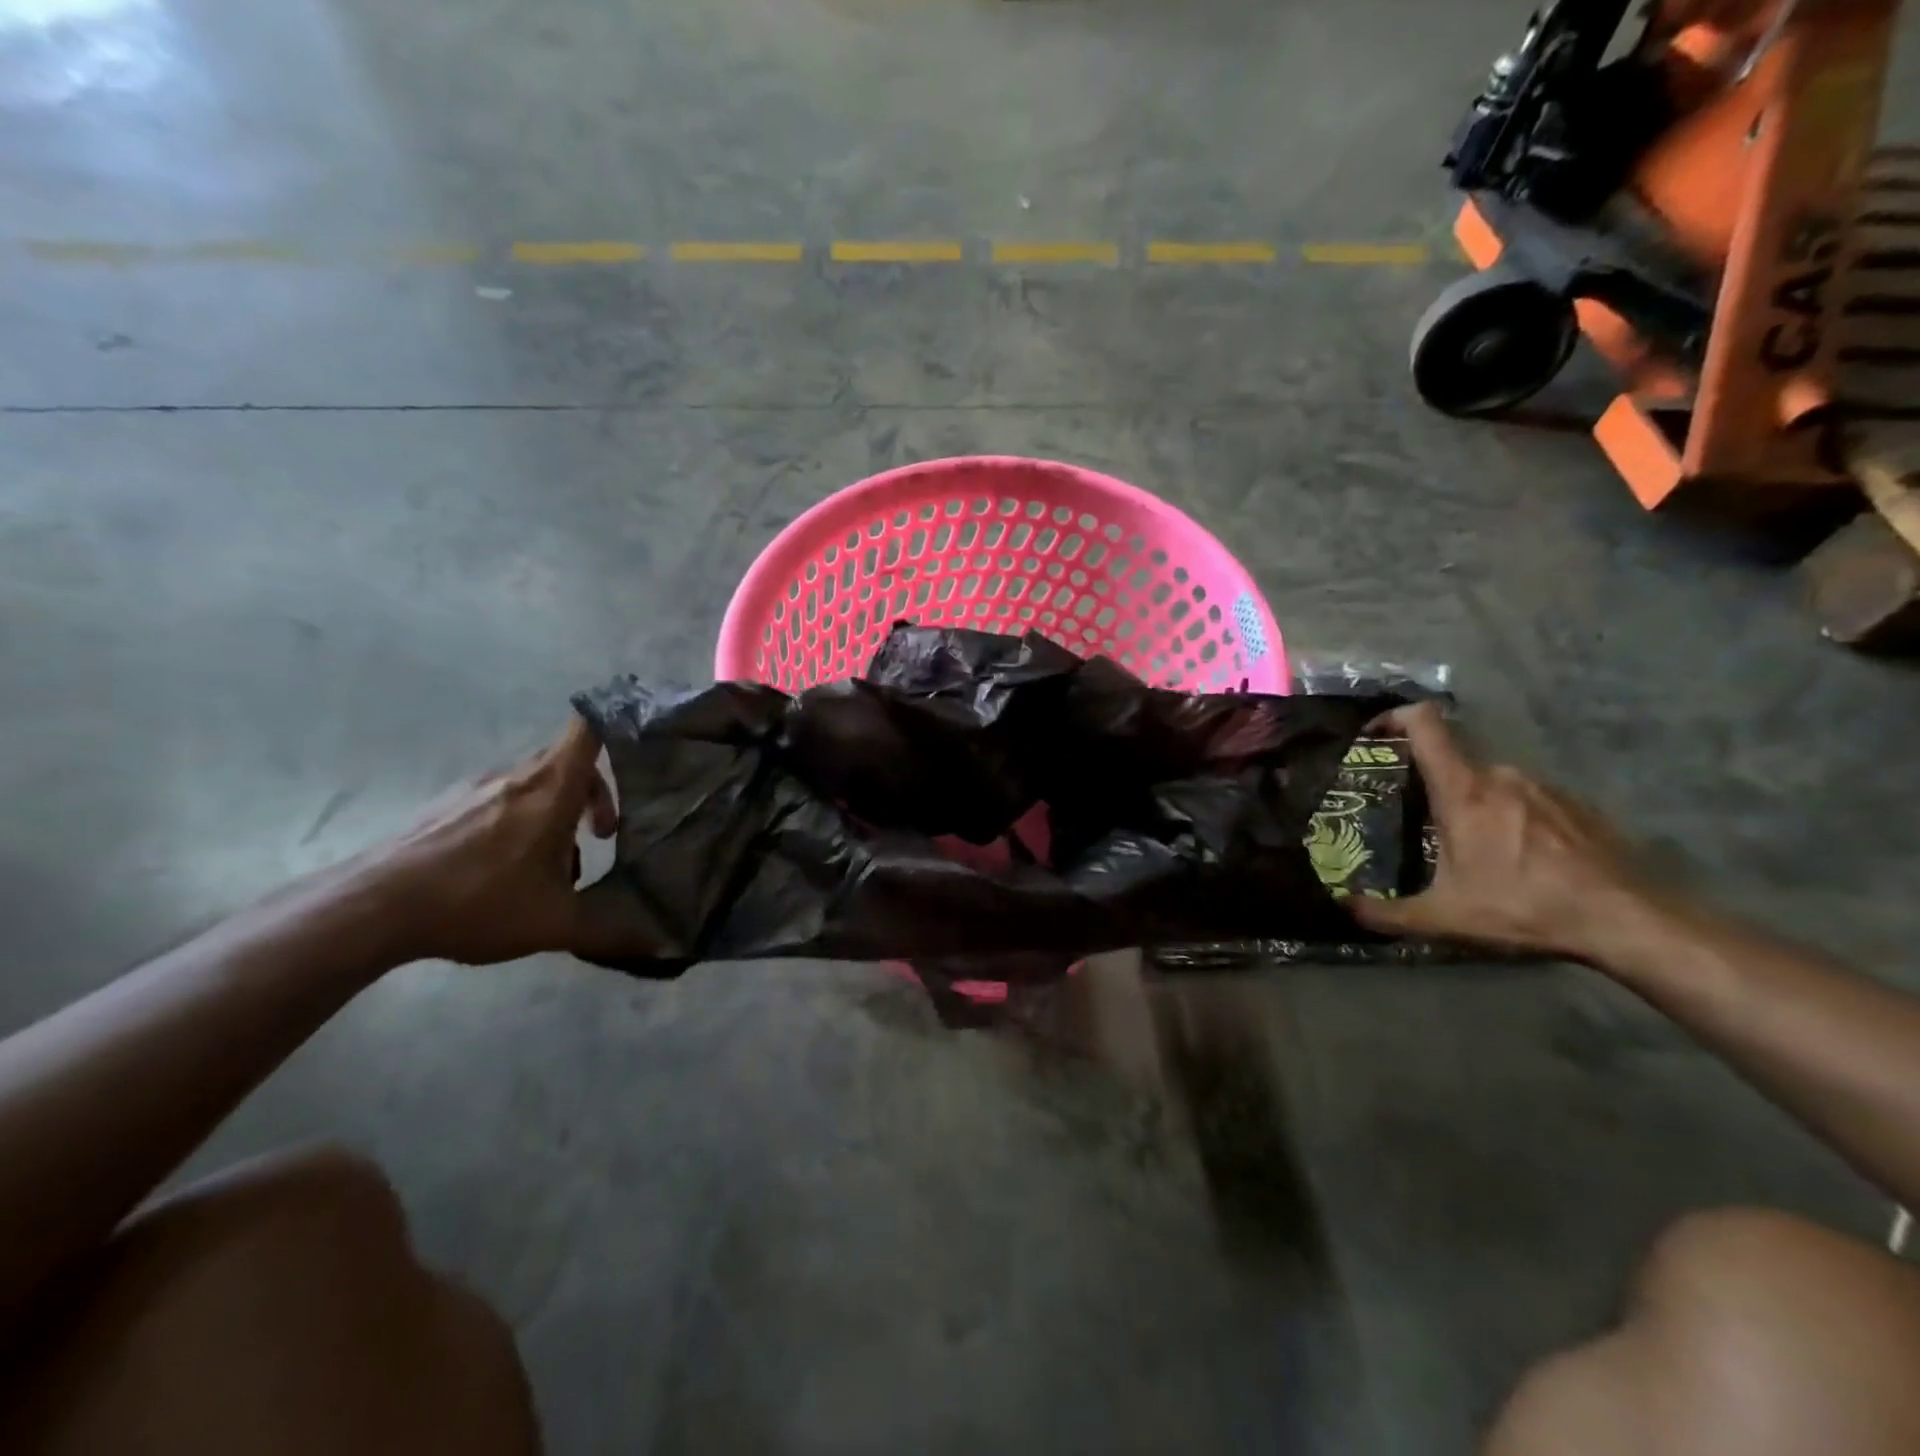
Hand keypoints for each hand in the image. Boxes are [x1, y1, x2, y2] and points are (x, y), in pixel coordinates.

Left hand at [360, 717, 618, 965]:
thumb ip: (610, 928)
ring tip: (552, 865)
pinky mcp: (445, 806)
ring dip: (555, 813)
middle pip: (567, 759)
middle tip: (600, 835)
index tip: (634, 739)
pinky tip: (504, 869)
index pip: (587, 730)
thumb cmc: (478, 901)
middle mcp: (516, 777)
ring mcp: (476, 789)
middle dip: (593, 791)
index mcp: (551, 789)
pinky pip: (499, 799)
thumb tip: (659, 943)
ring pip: (533, 783)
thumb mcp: (554, 923)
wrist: (373, 908)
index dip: (614, 722)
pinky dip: (519, 821)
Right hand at [1348, 703, 1656, 958]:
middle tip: (1422, 822)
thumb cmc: (1524, 908)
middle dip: (1432, 786)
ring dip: (1475, 805)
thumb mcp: (1443, 918)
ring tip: (1474, 849)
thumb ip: (1385, 913)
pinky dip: (1512, 818)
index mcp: (1463, 790)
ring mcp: (1544, 787)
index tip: (1374, 734)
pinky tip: (1520, 858)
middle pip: (1454, 761)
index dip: (1395, 716)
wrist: (1627, 921)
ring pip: (1491, 783)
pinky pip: (1528, 799)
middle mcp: (1501, 775)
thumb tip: (1341, 908)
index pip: (1425, 724)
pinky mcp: (1577, 804)